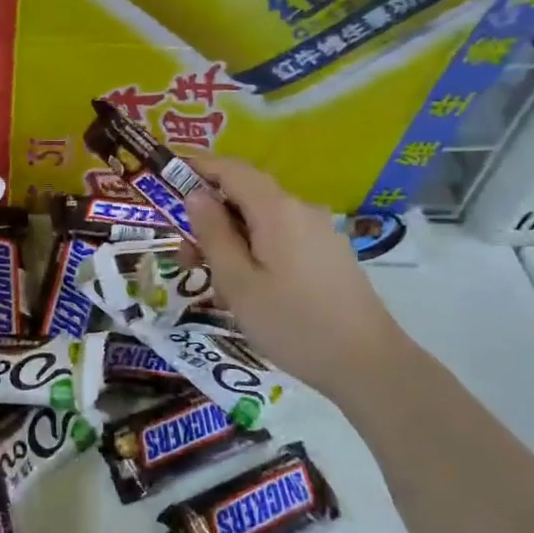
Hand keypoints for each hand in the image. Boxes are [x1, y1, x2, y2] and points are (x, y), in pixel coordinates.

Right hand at [184, 154, 401, 385]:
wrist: (366, 363)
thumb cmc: (291, 323)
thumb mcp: (237, 282)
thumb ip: (213, 234)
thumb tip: (196, 195)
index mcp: (277, 210)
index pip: (231, 169)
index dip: (197, 168)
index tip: (167, 181)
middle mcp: (301, 211)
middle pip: (245, 198)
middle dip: (210, 220)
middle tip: (185, 260)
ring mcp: (319, 233)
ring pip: (262, 224)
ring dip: (231, 244)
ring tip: (218, 290)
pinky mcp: (329, 256)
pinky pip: (282, 241)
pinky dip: (256, 255)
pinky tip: (250, 295)